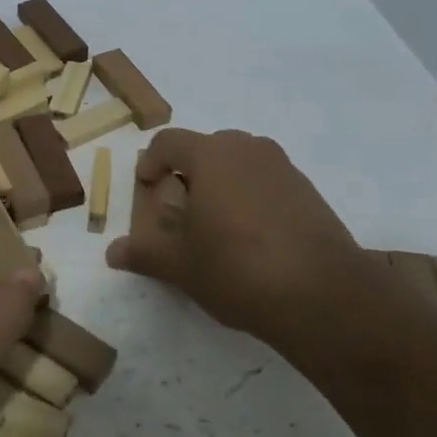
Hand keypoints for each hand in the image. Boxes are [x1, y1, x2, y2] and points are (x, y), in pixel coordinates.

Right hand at [106, 128, 387, 353]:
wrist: (323, 295)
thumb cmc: (237, 269)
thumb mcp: (181, 266)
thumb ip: (145, 253)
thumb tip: (112, 252)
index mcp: (210, 155)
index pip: (168, 142)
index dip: (151, 163)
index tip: (146, 189)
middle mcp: (248, 149)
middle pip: (207, 148)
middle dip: (188, 173)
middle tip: (180, 211)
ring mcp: (283, 167)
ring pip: (240, 163)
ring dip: (222, 184)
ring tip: (217, 225)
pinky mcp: (309, 191)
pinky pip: (267, 181)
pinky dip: (252, 197)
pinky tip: (253, 238)